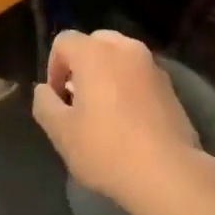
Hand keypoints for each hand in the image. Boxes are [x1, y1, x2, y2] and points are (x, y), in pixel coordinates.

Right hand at [32, 30, 202, 214]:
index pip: (64, 41)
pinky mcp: (170, 86)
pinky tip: (129, 121)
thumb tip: (44, 90)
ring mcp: (152, 66)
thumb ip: (45, 104)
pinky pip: (140, 75)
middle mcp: (125, 49)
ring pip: (120, 57)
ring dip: (107, 74)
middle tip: (78, 100)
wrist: (168, 173)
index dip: (53, 67)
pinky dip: (129, 87)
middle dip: (81, 66)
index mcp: (95, 53)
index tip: (57, 99)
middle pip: (95, 43)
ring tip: (104, 111)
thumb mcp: (61, 133)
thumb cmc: (107, 149)